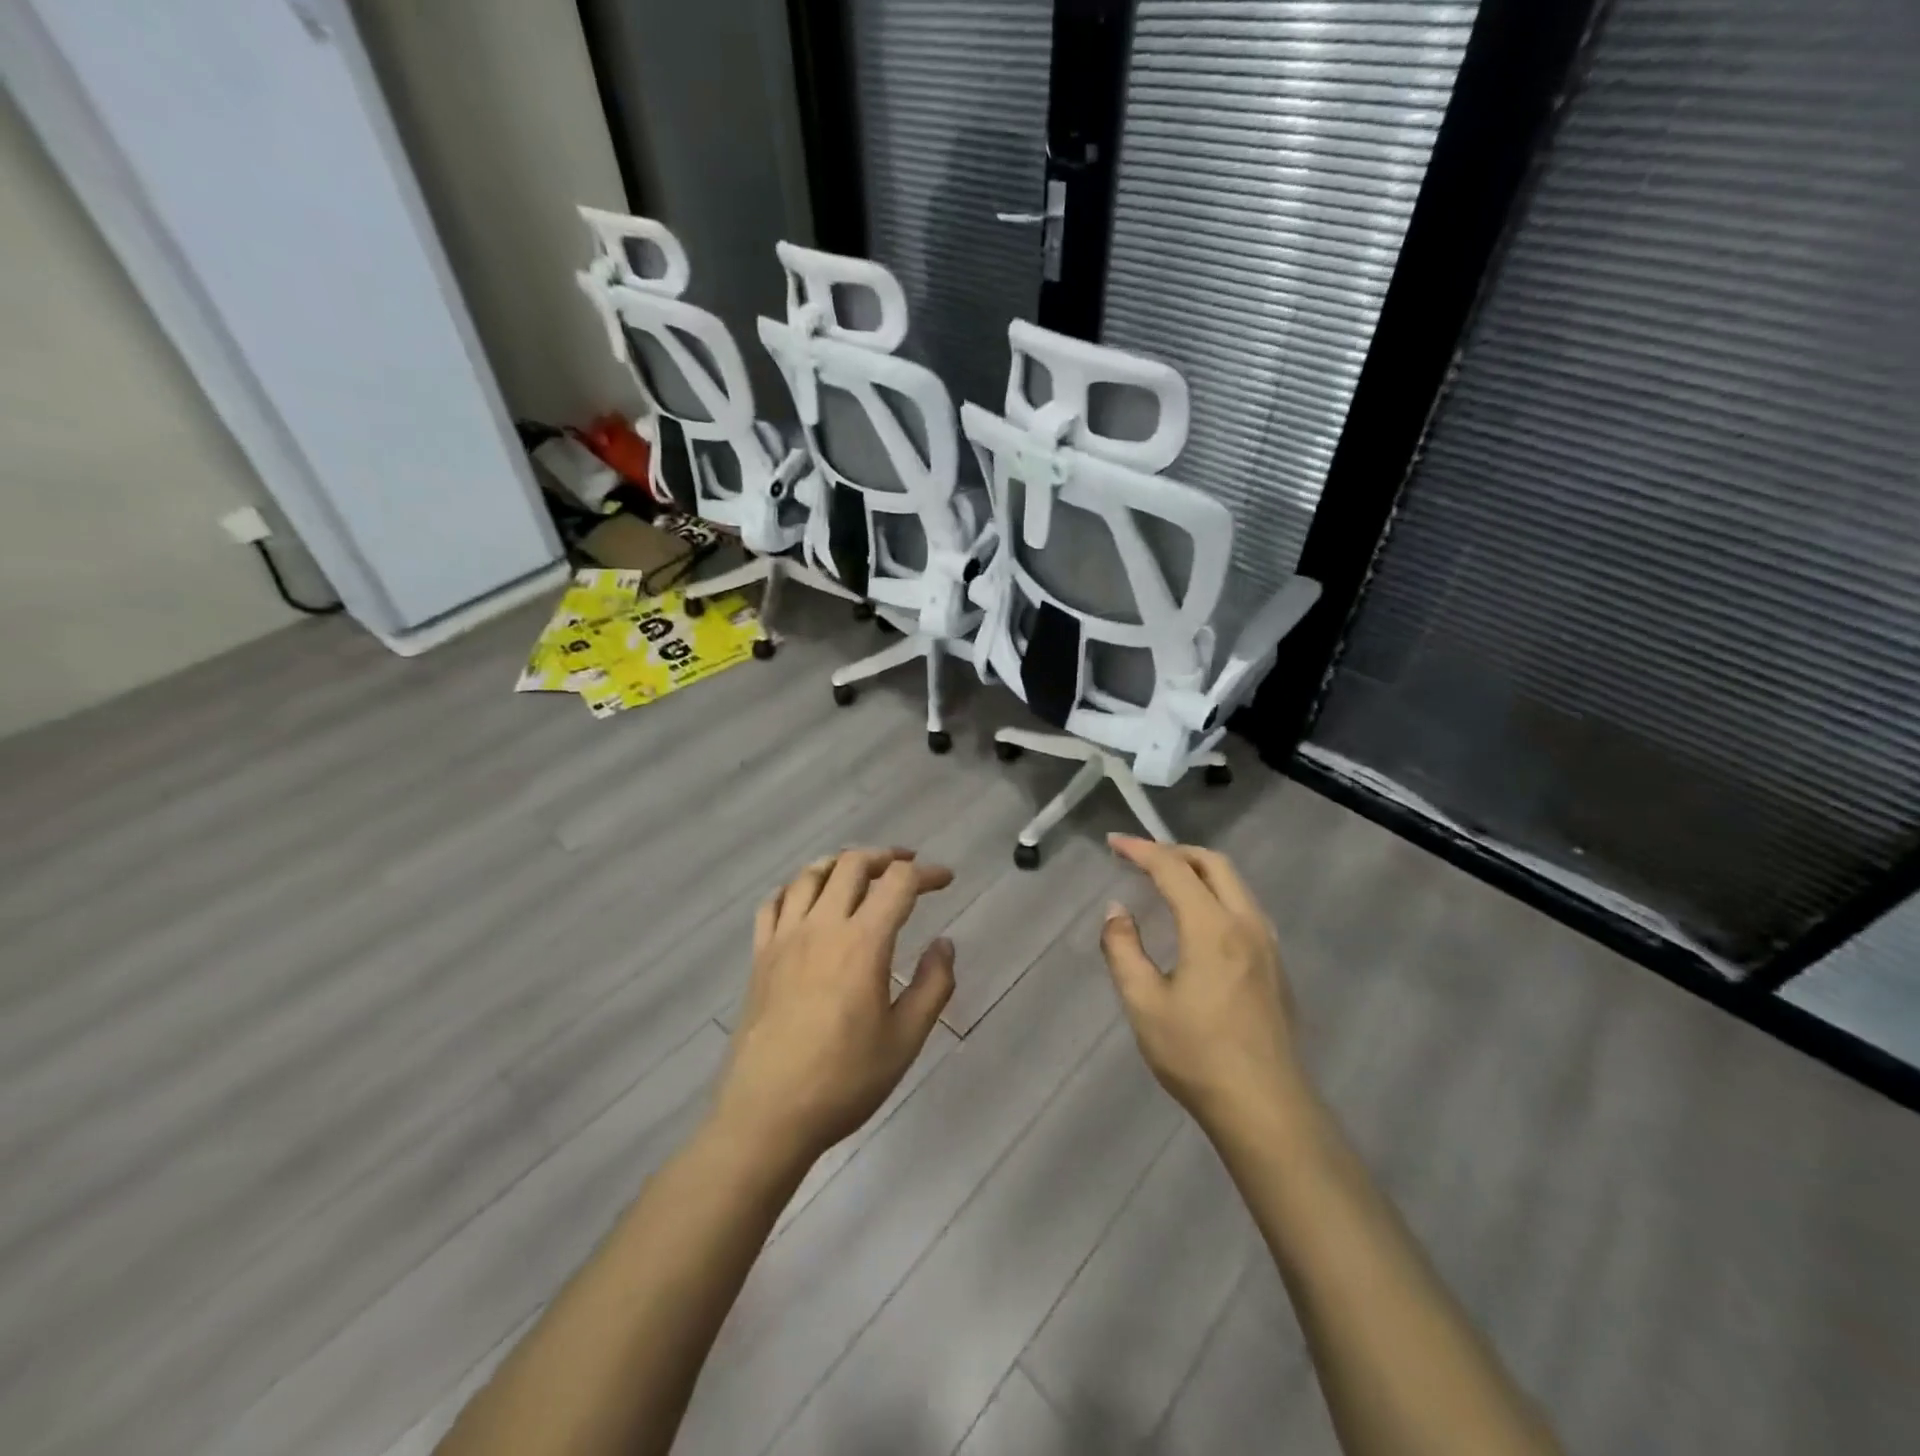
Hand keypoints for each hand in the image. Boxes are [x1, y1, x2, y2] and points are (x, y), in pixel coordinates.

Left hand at [713, 848, 955, 1167]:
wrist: (767, 1114)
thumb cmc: (844, 1081)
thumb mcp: (905, 1040)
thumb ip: (933, 986)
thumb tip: (944, 944)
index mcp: (862, 943)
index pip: (899, 884)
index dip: (926, 873)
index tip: (945, 879)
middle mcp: (822, 927)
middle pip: (852, 864)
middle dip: (885, 857)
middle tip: (907, 867)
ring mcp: (784, 938)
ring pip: (810, 875)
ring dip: (840, 864)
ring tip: (859, 873)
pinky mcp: (759, 956)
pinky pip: (773, 903)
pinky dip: (795, 888)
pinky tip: (806, 900)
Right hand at [1099, 834, 1304, 1132]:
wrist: (1265, 1107)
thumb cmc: (1196, 1055)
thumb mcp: (1144, 1003)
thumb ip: (1123, 948)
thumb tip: (1117, 910)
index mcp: (1212, 928)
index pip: (1173, 869)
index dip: (1141, 850)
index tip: (1113, 843)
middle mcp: (1246, 924)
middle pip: (1213, 863)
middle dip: (1174, 851)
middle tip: (1140, 856)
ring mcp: (1267, 944)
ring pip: (1235, 884)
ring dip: (1199, 870)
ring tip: (1166, 880)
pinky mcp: (1276, 965)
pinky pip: (1244, 907)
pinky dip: (1216, 893)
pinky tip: (1199, 919)